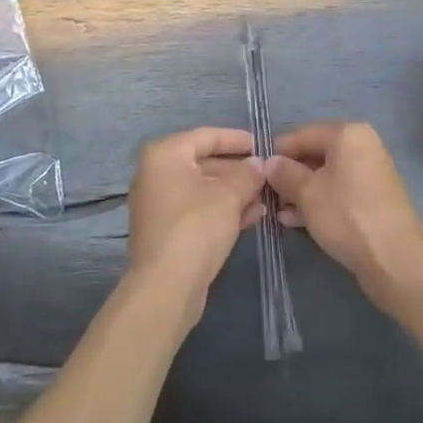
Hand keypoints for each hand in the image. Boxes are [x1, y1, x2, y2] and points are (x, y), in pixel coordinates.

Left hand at [125, 127, 265, 325]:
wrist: (166, 286)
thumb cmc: (196, 226)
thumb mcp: (229, 195)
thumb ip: (247, 174)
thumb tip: (258, 164)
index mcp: (165, 155)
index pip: (206, 136)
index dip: (236, 139)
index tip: (262, 144)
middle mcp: (156, 174)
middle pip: (203, 163)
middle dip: (238, 170)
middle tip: (267, 174)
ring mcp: (159, 204)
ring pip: (203, 190)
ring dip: (234, 192)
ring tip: (265, 196)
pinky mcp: (166, 231)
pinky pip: (198, 211)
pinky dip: (222, 210)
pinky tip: (252, 216)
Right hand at [264, 122, 422, 305]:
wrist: (395, 259)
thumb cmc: (346, 215)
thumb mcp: (306, 192)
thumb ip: (284, 173)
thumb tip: (269, 163)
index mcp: (348, 134)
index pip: (302, 134)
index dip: (277, 152)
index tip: (256, 171)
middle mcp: (362, 146)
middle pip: (315, 155)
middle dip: (289, 175)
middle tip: (266, 196)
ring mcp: (370, 173)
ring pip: (325, 176)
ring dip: (300, 192)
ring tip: (278, 213)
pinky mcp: (373, 199)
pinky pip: (339, 192)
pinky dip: (319, 202)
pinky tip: (296, 221)